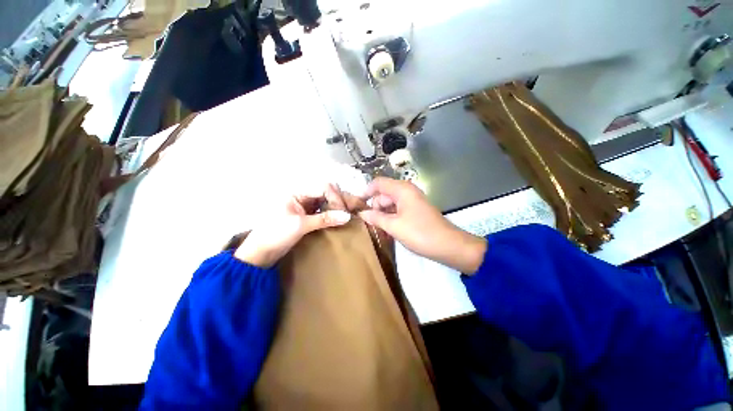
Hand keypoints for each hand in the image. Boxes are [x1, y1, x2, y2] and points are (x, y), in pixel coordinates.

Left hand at [234, 184, 351, 267]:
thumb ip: (324, 219)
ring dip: (338, 208)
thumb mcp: (300, 225)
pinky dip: (333, 215)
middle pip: (327, 193)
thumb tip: (347, 216)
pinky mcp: (308, 217)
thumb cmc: (275, 235)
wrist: (261, 253)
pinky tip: (341, 220)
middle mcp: (303, 196)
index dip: (336, 198)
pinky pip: (324, 212)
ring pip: (327, 202)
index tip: (344, 212)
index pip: (323, 188)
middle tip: (353, 211)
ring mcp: (306, 207)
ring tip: (350, 215)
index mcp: (297, 193)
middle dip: (340, 201)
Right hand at [359, 178, 486, 272]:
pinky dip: (391, 217)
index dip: (366, 192)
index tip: (356, 205)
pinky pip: (397, 209)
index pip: (378, 183)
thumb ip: (375, 217)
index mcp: (401, 189)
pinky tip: (388, 229)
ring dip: (382, 214)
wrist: (448, 245)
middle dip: (375, 207)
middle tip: (369, 223)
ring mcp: (412, 200)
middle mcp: (406, 191)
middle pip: (383, 194)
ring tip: (378, 228)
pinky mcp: (415, 210)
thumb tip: (361, 213)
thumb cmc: (420, 233)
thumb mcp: (394, 226)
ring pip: (390, 203)